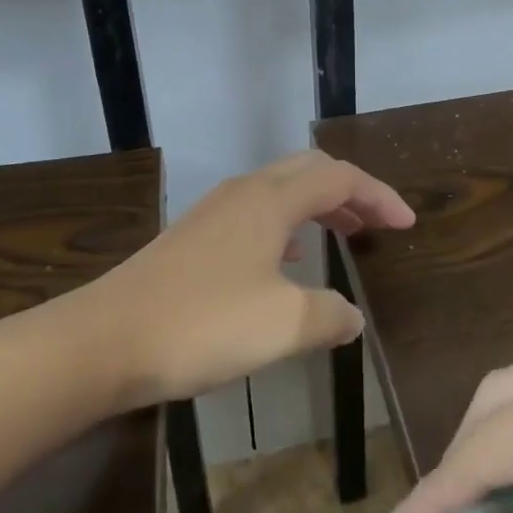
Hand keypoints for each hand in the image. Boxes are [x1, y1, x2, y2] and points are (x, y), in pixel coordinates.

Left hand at [89, 150, 413, 403]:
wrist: (105, 340)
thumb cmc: (203, 324)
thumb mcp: (284, 325)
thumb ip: (329, 316)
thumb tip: (351, 317)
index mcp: (271, 200)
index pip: (340, 178)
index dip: (379, 195)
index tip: (407, 223)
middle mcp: (244, 193)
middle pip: (309, 172)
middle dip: (350, 192)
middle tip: (377, 223)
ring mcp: (214, 213)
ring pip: (280, 192)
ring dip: (318, 207)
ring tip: (344, 235)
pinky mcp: (193, 238)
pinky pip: (255, 216)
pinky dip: (287, 227)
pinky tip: (287, 261)